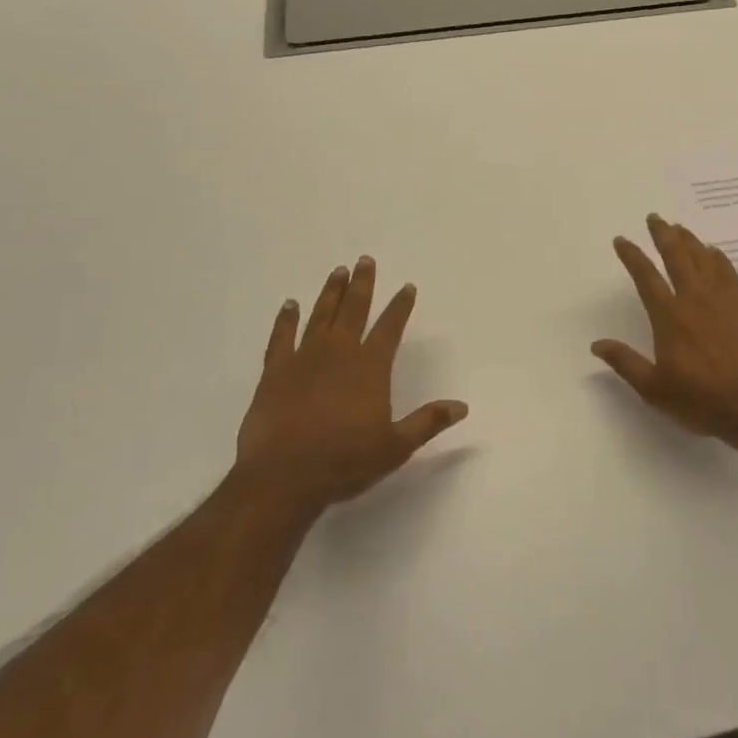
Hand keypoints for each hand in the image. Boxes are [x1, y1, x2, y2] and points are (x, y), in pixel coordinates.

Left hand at [236, 256, 467, 519]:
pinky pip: (281, 338)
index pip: (390, 327)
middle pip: (354, 310)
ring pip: (320, 316)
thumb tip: (462, 406)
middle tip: (365, 260)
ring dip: (330, 293)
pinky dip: (286, 320)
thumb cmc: (344, 462)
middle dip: (363, 284)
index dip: (400, 306)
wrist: (282, 477)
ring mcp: (303, 359)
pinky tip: (290, 305)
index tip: (407, 287)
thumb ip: (428, 422)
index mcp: (370, 367)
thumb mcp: (395, 447)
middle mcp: (339, 353)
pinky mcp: (274, 373)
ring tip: (338, 271)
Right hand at [592, 214, 737, 449]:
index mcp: (669, 317)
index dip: (632, 256)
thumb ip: (625, 363)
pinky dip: (719, 258)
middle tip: (655, 217)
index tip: (622, 240)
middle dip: (663, 234)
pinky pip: (729, 272)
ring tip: (679, 227)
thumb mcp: (654, 389)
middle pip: (676, 256)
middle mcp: (694, 299)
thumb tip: (597, 344)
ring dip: (689, 240)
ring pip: (703, 259)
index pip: (646, 277)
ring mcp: (722, 300)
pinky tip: (714, 252)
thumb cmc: (700, 400)